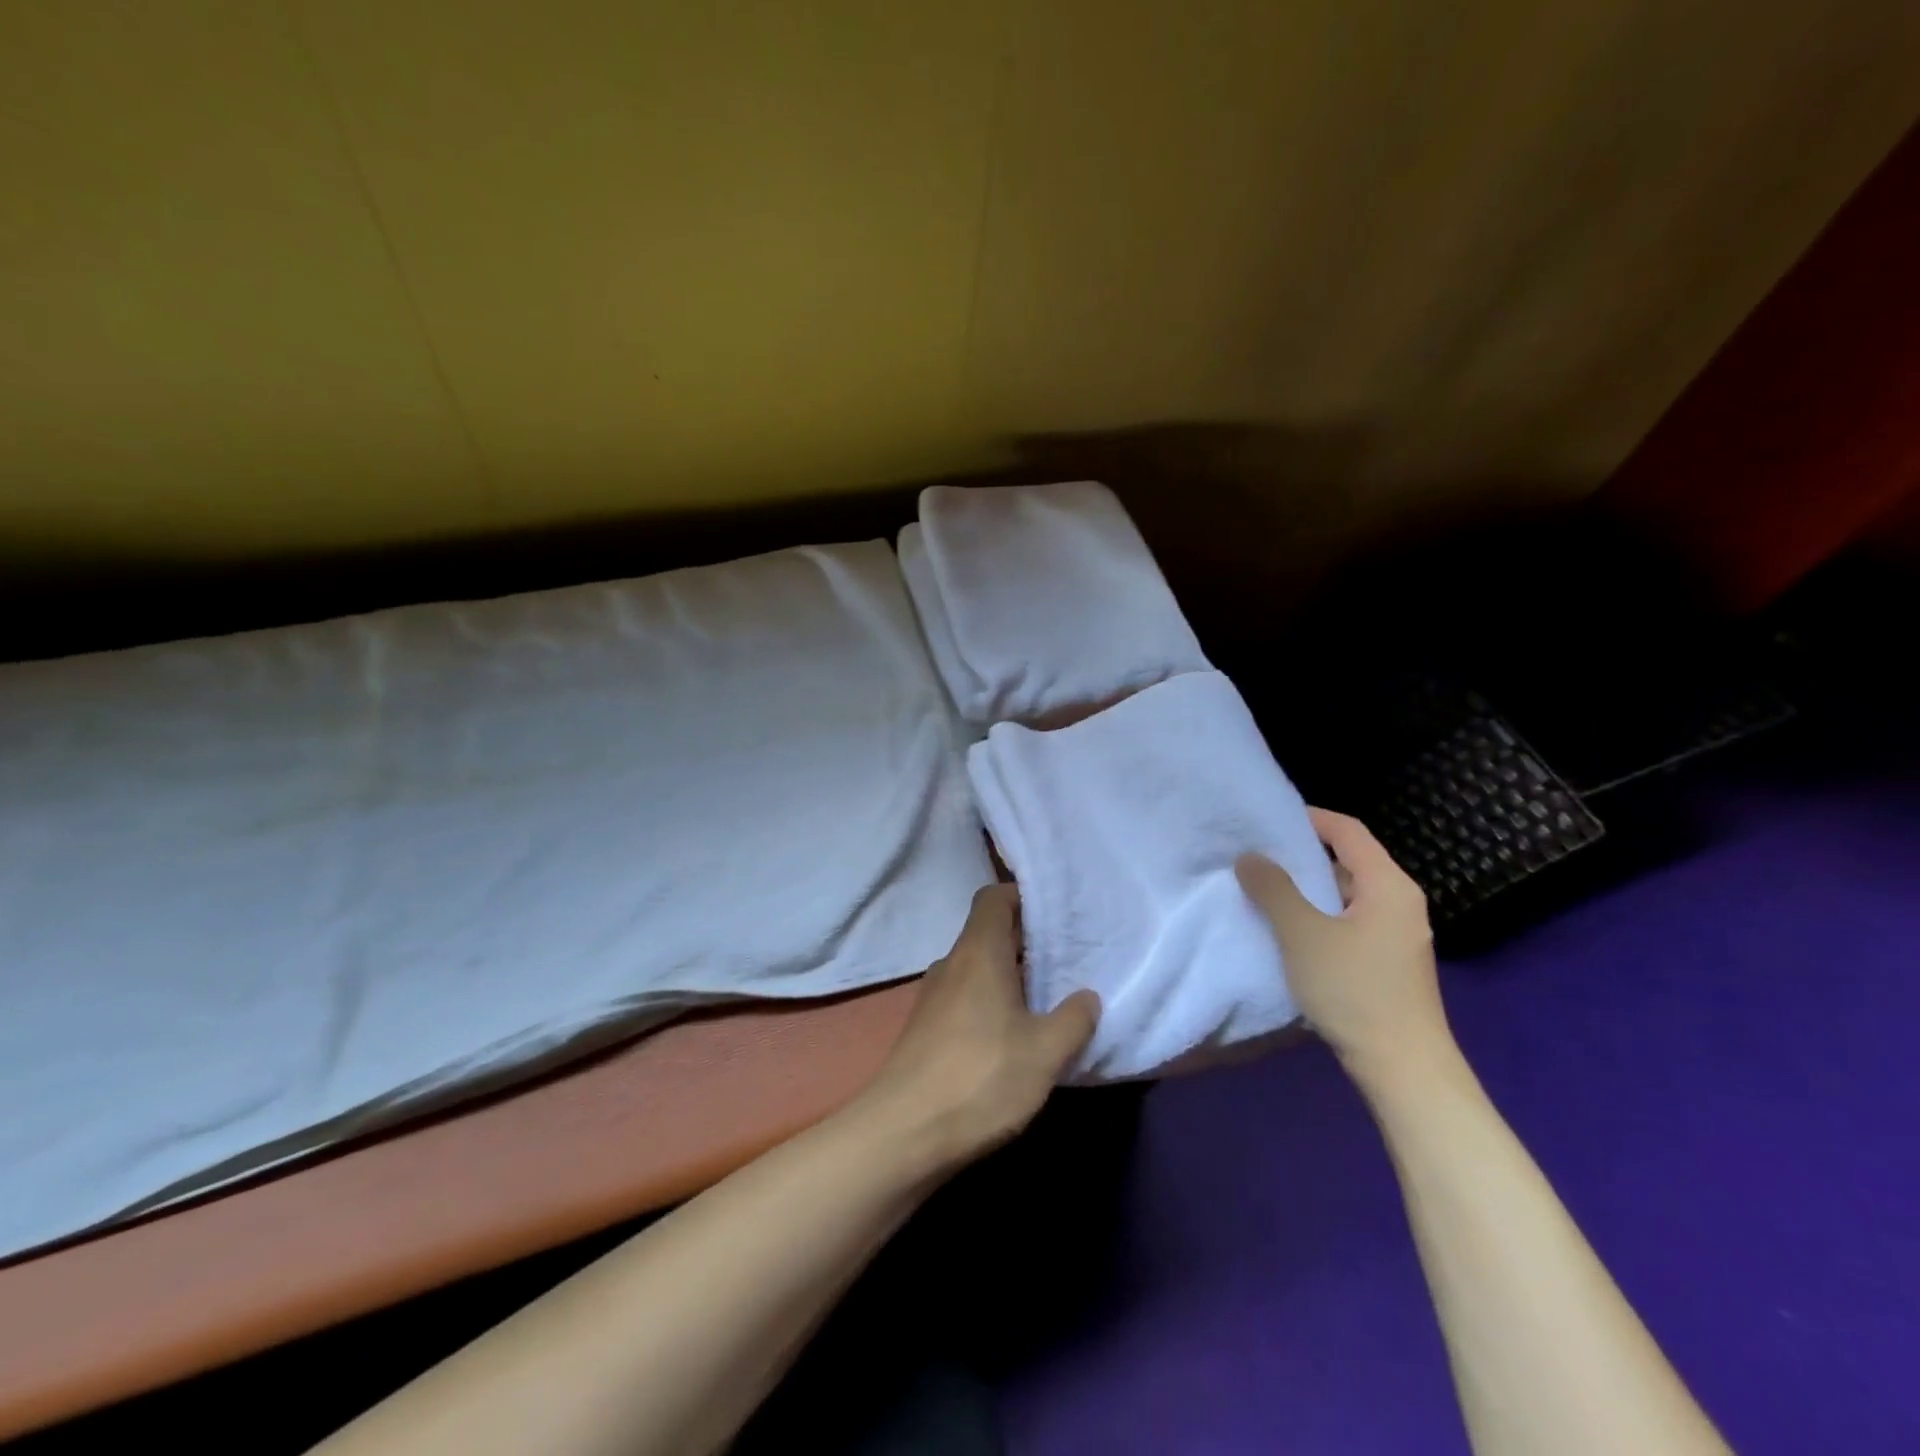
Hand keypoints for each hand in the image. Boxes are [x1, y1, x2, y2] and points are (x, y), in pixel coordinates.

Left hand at [859, 884, 1098, 1169]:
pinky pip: (965, 998)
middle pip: (988, 933)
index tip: (1056, 914)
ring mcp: (933, 998)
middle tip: (1068, 958)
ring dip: (1010, 977)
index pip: (993, 898)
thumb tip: (1087, 997)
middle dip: (1026, 941)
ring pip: (977, 969)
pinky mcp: (926, 1030)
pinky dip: (991, 1003)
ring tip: (1048, 998)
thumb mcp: (1045, 1052)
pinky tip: (1014, 1036)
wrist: (903, 1134)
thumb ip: (1073, 1019)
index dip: (1022, 897)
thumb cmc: (981, 1078)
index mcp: (978, 952)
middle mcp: (952, 964)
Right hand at [1236, 809, 1450, 1089]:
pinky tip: (1289, 930)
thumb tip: (1250, 856)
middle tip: (1257, 855)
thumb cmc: (1354, 990)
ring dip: (1308, 889)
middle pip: (1349, 861)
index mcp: (1388, 885)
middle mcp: (1400, 902)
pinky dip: (1319, 915)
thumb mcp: (1303, 934)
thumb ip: (1273, 889)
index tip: (1268, 819)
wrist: (1403, 1067)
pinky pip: (1349, 921)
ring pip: (1346, 894)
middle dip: (1302, 855)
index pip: (1348, 831)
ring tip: (1264, 890)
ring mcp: (1397, 934)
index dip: (1310, 818)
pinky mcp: (1388, 961)